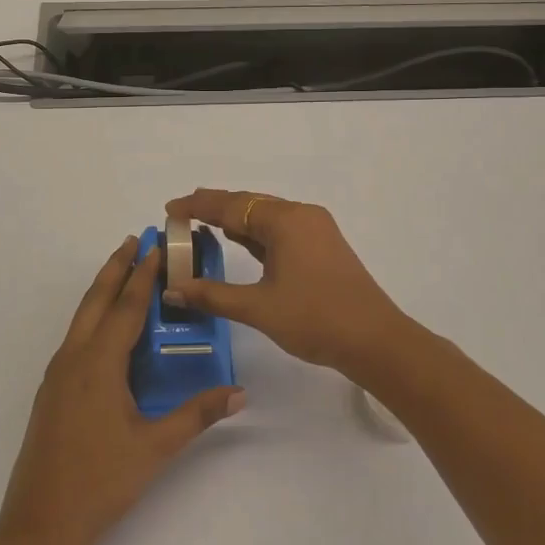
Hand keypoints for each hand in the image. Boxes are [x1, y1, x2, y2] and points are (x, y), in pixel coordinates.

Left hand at [0, 237, 244, 544]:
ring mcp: (58, 374)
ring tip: (122, 272)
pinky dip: (93, 317)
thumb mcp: (155, 447)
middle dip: (115, 267)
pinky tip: (106, 329)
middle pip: (96, 300)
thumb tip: (239, 393)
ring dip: (102, 290)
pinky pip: (76, 338)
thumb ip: (197, 414)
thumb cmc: (101, 481)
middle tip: (134, 240)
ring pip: (82, 317)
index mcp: (98, 364)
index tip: (156, 246)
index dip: (143, 275)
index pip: (126, 307)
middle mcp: (74, 358)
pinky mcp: (52, 391)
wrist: (41, 523)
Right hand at [164, 190, 415, 377]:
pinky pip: (280, 230)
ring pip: (266, 217)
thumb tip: (174, 289)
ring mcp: (315, 230)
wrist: (375, 341)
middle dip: (215, 208)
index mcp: (285, 221)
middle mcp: (301, 215)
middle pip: (249, 204)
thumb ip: (214, 295)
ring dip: (236, 220)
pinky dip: (256, 234)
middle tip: (181, 213)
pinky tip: (239, 241)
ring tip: (202, 224)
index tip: (169, 208)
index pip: (231, 206)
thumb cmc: (315, 319)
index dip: (197, 206)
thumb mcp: (258, 308)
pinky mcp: (322, 246)